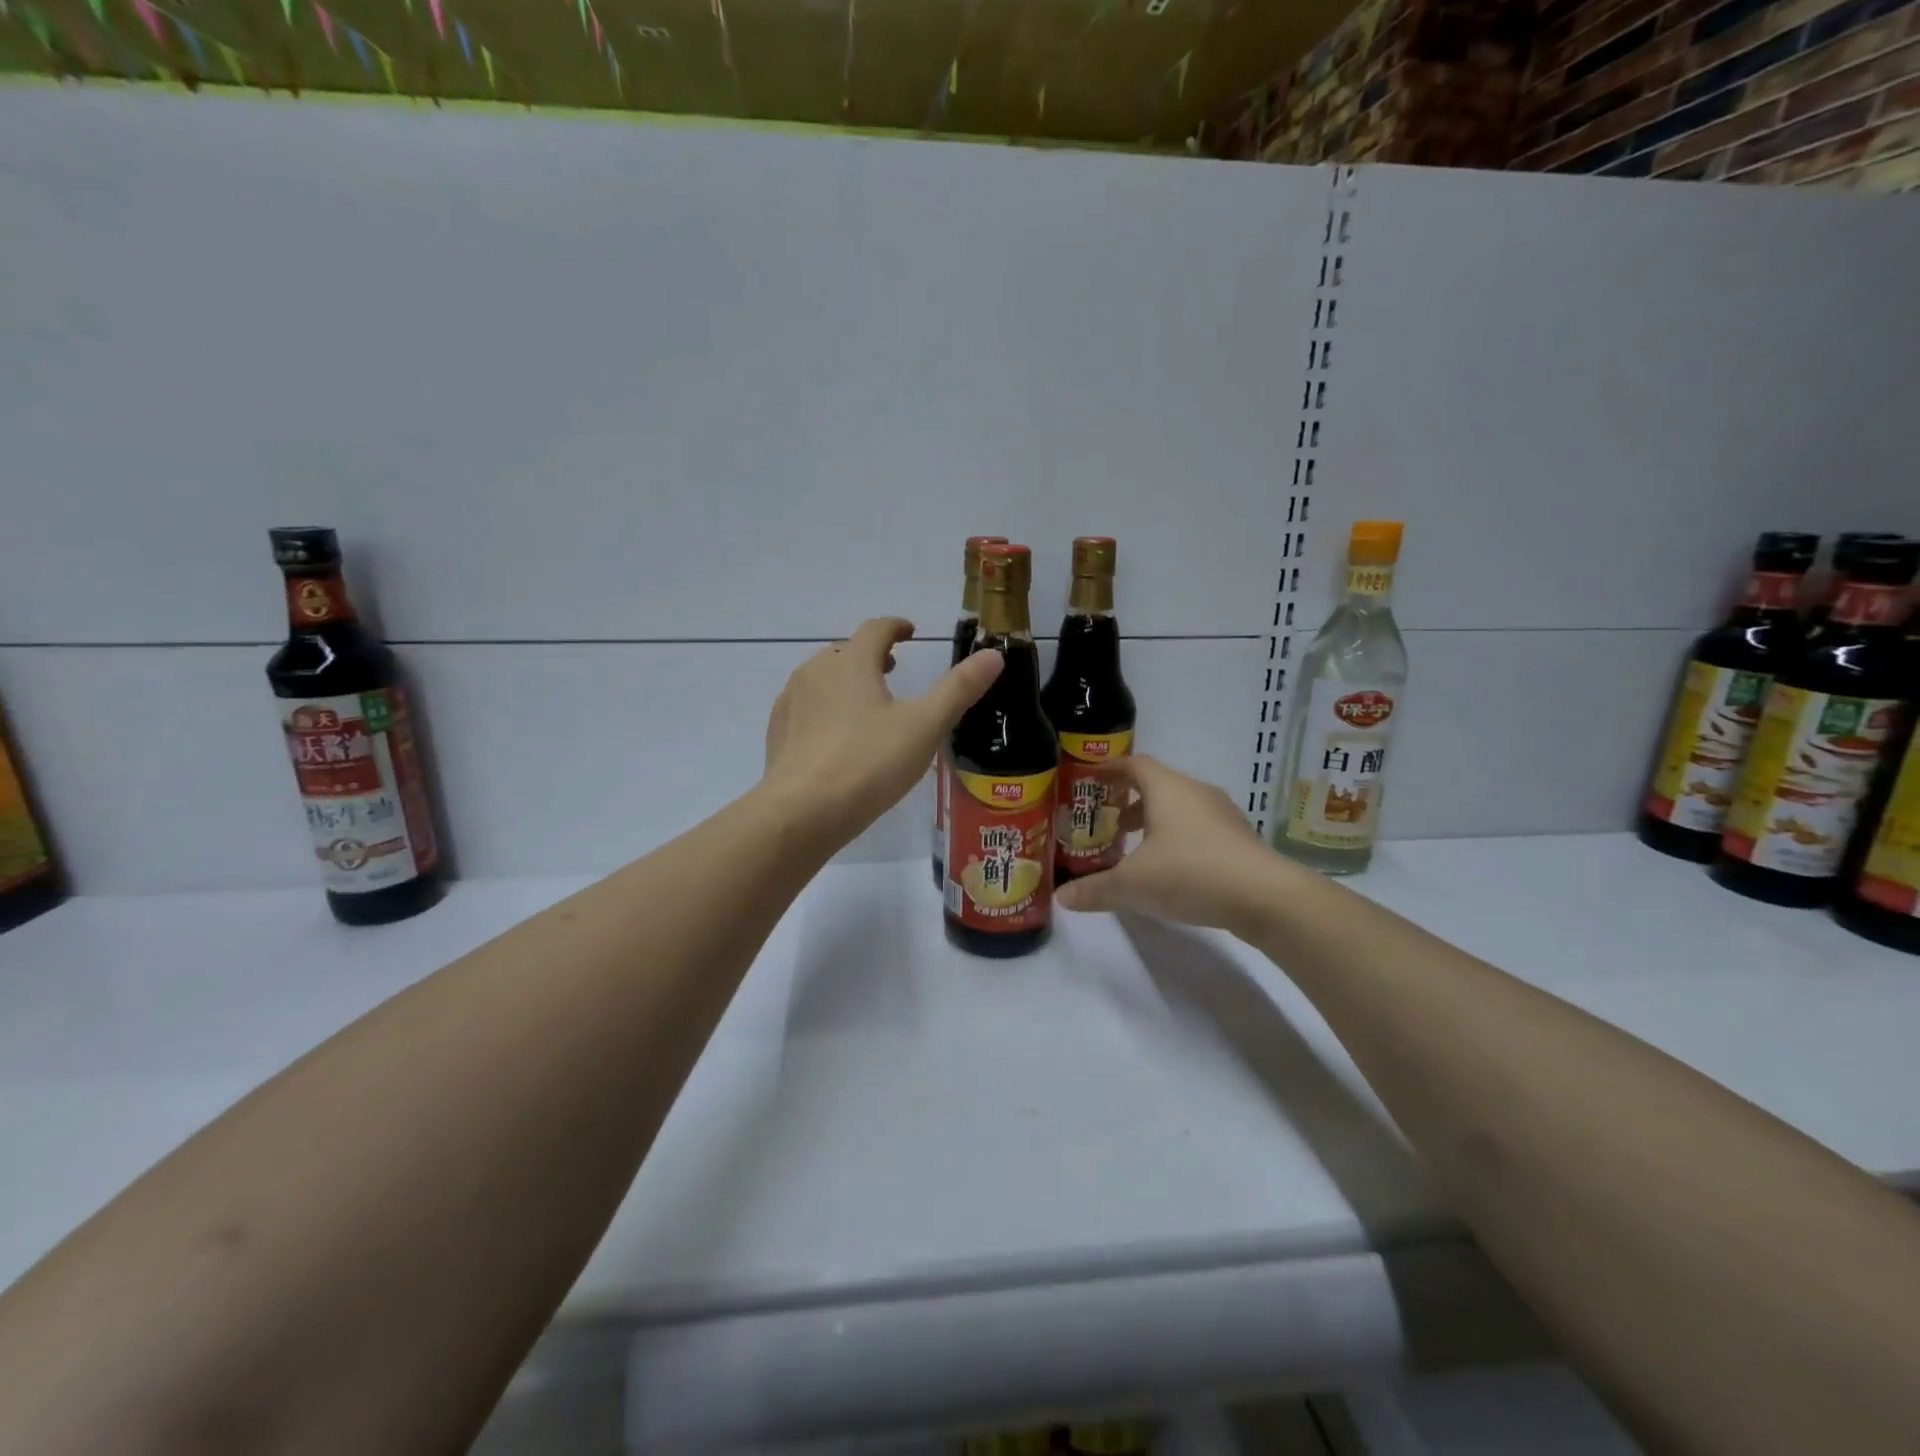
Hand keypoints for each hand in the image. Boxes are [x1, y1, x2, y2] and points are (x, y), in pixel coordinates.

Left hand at [760, 617, 1002, 850]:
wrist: (802, 811)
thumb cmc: (869, 763)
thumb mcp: (924, 726)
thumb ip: (958, 689)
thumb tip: (994, 655)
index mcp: (852, 662)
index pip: (875, 629)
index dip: (896, 627)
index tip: (910, 633)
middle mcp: (816, 671)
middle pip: (846, 651)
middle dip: (870, 655)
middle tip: (892, 669)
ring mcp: (791, 701)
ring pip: (821, 678)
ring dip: (845, 680)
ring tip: (866, 704)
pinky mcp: (777, 732)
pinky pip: (804, 706)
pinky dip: (824, 708)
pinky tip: (835, 737)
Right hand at [1053, 754, 1289, 934]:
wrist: (1265, 896)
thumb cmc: (1190, 873)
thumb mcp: (1133, 884)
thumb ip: (1095, 889)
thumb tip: (1061, 898)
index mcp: (1167, 789)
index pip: (1134, 764)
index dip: (1111, 769)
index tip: (1091, 780)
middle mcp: (1195, 792)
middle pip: (1158, 784)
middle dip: (1131, 800)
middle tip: (1109, 822)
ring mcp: (1223, 814)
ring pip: (1181, 807)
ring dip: (1156, 820)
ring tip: (1137, 848)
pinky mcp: (1239, 838)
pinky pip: (1200, 827)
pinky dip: (1179, 836)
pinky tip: (1172, 867)